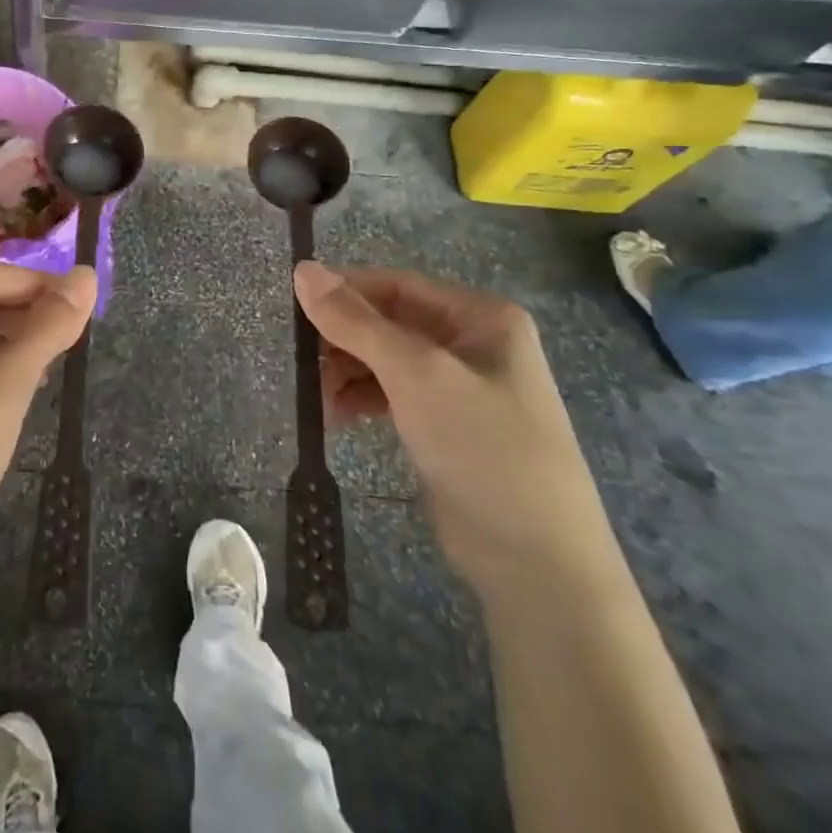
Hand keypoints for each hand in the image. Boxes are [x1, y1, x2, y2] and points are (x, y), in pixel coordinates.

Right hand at [293, 261, 621, 603]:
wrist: (538, 563)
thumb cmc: (483, 447)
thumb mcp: (415, 374)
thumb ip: (355, 321)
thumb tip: (302, 268)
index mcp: (480, 316)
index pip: (396, 285)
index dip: (344, 291)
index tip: (292, 306)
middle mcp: (473, 342)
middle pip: (388, 321)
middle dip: (342, 339)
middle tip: (300, 361)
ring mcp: (461, 386)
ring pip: (385, 359)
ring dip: (346, 371)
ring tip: (316, 398)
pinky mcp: (446, 424)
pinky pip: (392, 393)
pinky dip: (361, 398)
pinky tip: (336, 416)